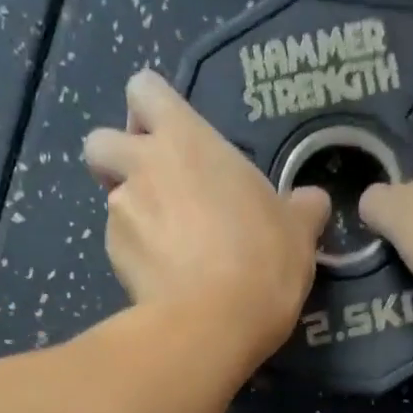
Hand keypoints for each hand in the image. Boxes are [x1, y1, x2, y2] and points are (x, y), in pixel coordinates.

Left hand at [84, 70, 328, 358]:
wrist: (214, 322)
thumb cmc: (262, 261)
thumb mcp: (298, 231)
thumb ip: (301, 207)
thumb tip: (312, 202)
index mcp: (187, 140)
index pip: (144, 90)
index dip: (150, 111)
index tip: (170, 140)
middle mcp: (143, 166)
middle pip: (100, 141)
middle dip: (117, 160)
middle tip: (154, 189)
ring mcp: (120, 213)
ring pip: (109, 199)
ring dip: (130, 214)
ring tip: (167, 247)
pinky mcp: (112, 258)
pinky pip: (118, 245)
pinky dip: (136, 257)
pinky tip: (164, 279)